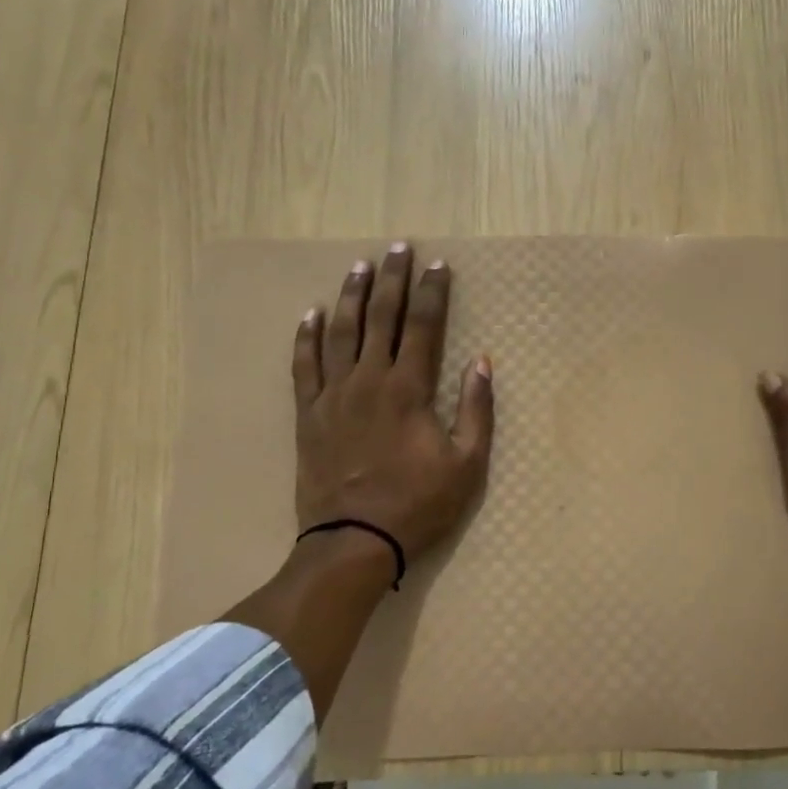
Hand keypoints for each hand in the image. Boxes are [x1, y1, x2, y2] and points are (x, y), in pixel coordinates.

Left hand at [292, 242, 493, 564]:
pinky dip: (306, 337)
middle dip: (392, 279)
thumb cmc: (417, 504)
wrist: (353, 541)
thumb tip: (483, 362)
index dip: (432, 292)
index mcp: (408, 389)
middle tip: (398, 248)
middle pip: (381, 317)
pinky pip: (304, 365)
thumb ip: (476, 409)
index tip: (438, 265)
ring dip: (352, 296)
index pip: (423, 326)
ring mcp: (333, 395)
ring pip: (341, 332)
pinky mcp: (308, 414)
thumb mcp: (467, 464)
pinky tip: (311, 313)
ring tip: (359, 267)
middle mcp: (368, 380)